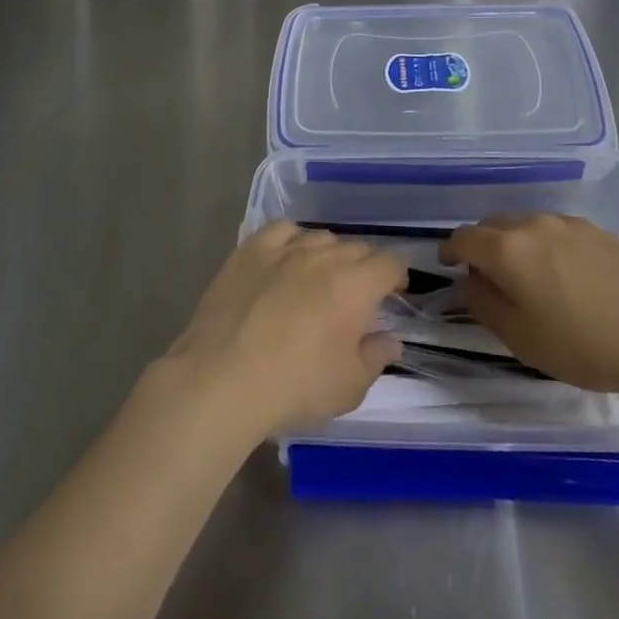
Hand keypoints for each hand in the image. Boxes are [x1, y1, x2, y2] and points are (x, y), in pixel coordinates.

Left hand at [161, 223, 405, 440]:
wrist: (222, 379)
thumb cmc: (294, 387)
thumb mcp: (348, 388)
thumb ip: (376, 358)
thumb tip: (390, 340)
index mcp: (356, 286)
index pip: (389, 263)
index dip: (397, 276)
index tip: (393, 295)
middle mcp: (324, 256)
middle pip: (357, 247)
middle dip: (365, 267)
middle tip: (357, 296)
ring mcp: (285, 249)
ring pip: (321, 237)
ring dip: (330, 254)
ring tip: (321, 279)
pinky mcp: (251, 250)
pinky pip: (282, 230)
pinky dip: (292, 239)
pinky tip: (288, 258)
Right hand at [440, 214, 618, 399]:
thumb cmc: (583, 345)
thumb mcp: (522, 338)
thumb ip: (485, 305)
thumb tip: (468, 283)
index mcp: (508, 249)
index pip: (464, 238)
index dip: (450, 250)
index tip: (447, 265)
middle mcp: (534, 224)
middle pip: (493, 224)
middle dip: (482, 245)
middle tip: (487, 276)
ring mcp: (569, 223)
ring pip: (527, 224)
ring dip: (516, 243)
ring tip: (529, 276)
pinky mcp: (598, 230)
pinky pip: (557, 231)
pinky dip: (547, 245)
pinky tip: (565, 275)